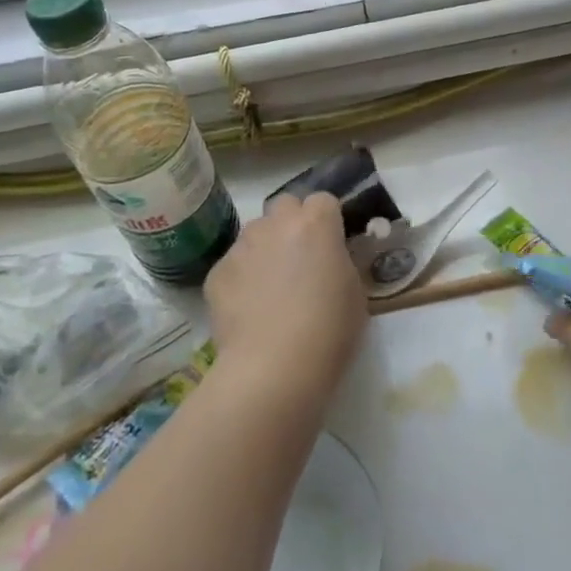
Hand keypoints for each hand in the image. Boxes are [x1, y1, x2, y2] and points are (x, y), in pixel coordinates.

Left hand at [205, 191, 365, 401]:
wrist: (273, 370)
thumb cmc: (328, 331)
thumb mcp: (354, 292)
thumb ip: (340, 263)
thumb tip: (329, 259)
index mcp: (316, 223)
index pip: (323, 200)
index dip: (327, 220)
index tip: (330, 244)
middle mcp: (277, 224)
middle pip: (285, 204)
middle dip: (291, 223)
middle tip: (299, 258)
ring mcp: (242, 246)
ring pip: (255, 232)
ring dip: (264, 248)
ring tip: (269, 287)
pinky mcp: (216, 272)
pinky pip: (233, 264)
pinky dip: (241, 278)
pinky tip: (248, 310)